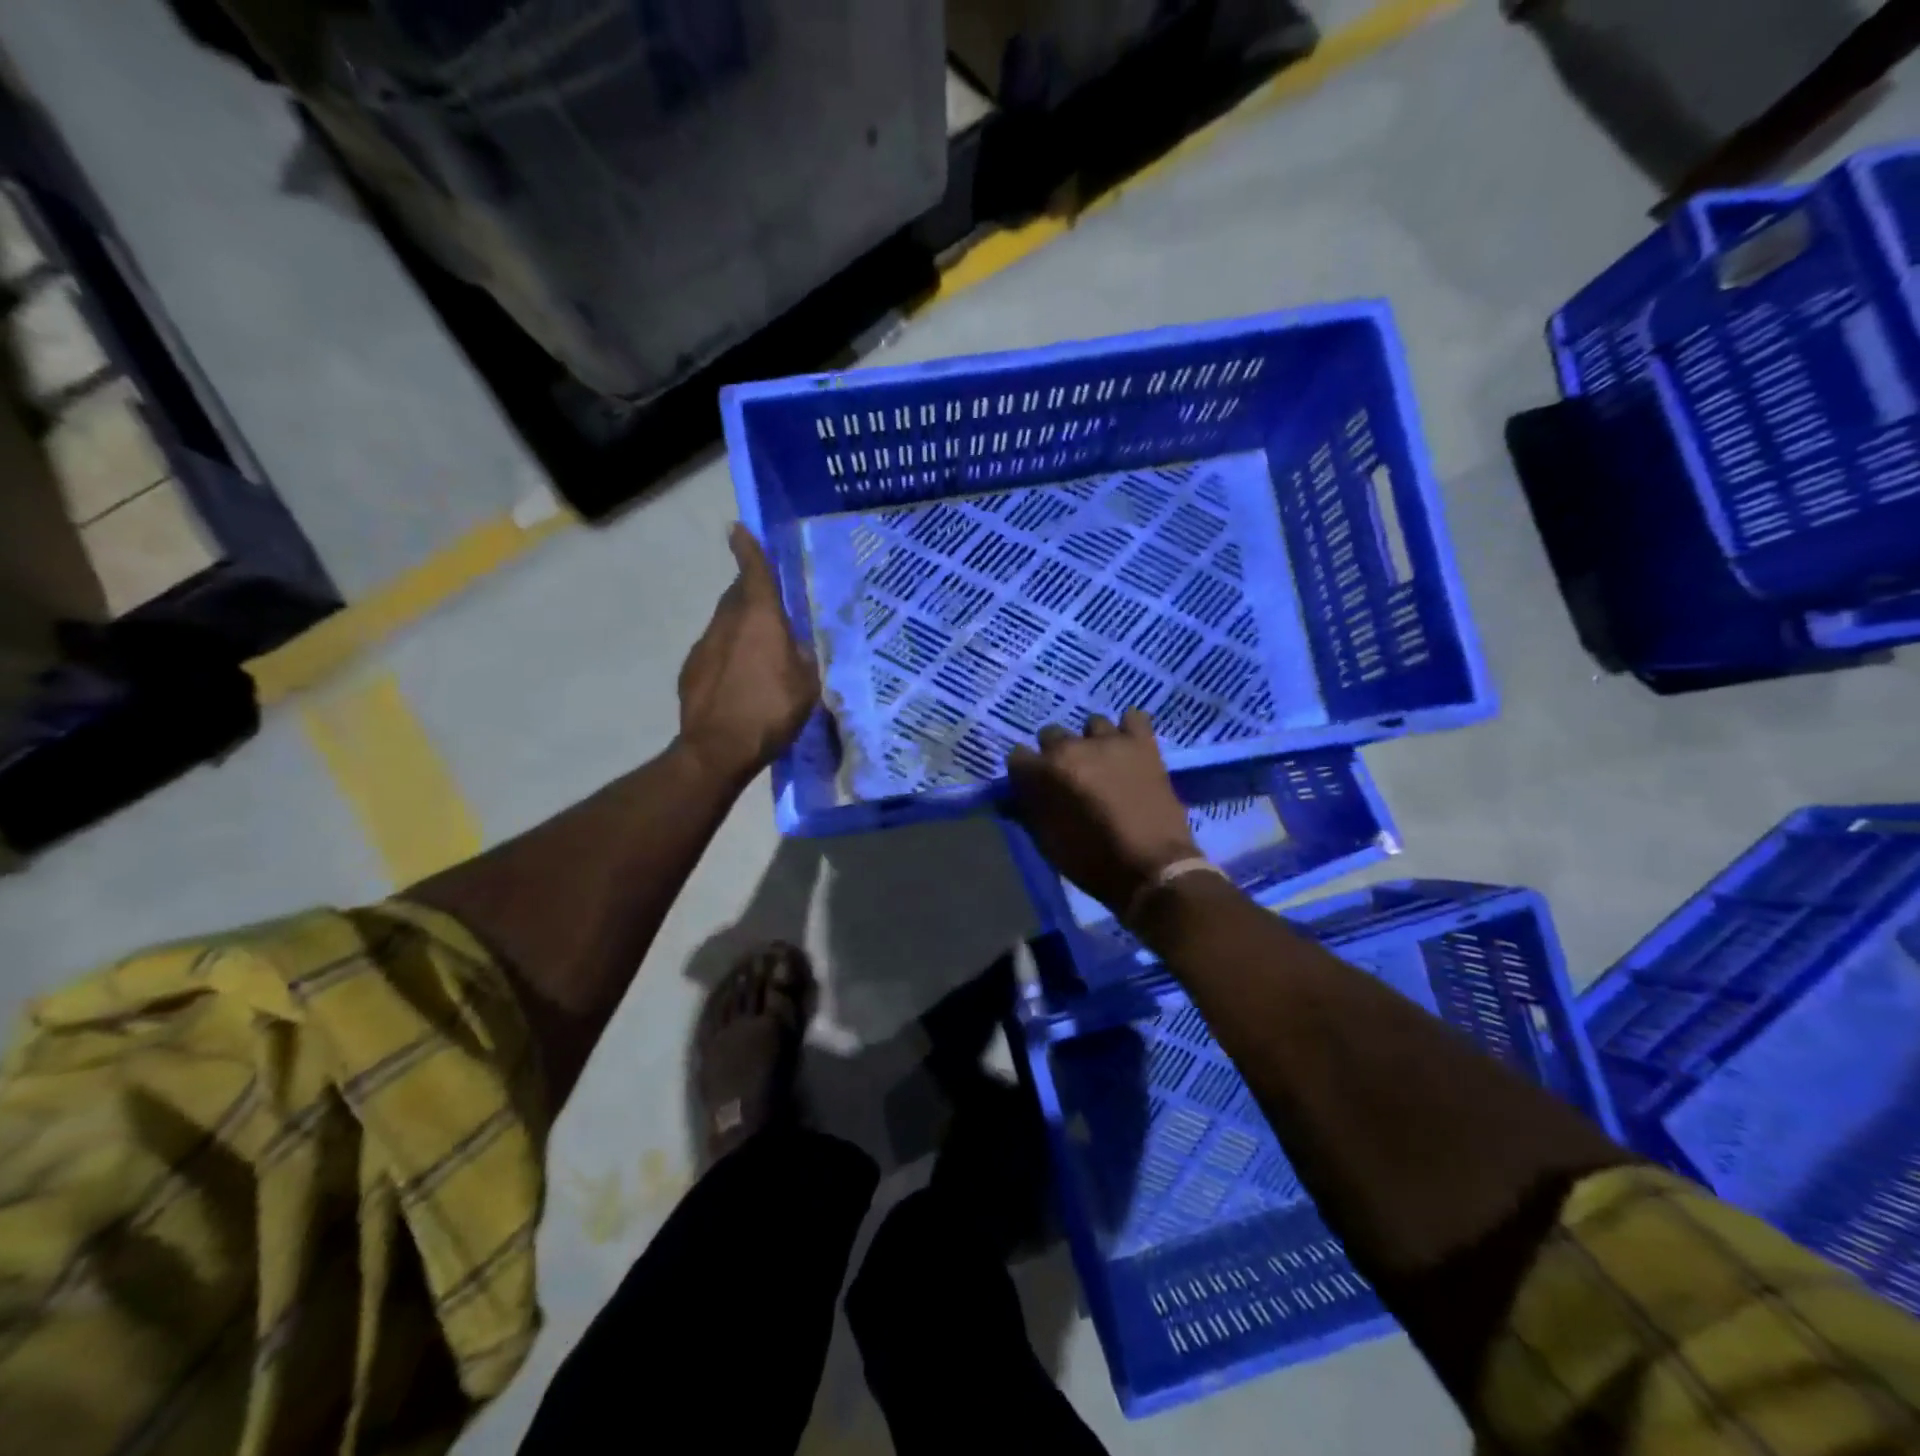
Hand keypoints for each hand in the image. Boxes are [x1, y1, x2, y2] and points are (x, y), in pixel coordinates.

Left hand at [678, 524, 819, 785]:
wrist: (718, 748)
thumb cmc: (771, 711)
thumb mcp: (806, 684)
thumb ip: (800, 655)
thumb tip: (792, 644)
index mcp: (761, 619)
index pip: (754, 572)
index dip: (748, 549)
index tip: (737, 529)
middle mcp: (728, 623)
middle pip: (738, 595)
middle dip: (750, 592)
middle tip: (769, 605)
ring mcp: (704, 645)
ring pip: (725, 623)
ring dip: (740, 626)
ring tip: (759, 651)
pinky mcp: (691, 669)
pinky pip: (714, 650)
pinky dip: (727, 654)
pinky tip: (739, 679)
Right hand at [1005, 710, 1199, 916]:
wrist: (1153, 869)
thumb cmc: (1093, 862)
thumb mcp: (1048, 843)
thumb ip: (1026, 813)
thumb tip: (1010, 798)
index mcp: (1044, 772)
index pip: (1018, 756)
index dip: (1025, 773)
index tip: (1034, 787)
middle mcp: (1072, 747)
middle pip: (1051, 735)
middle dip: (1056, 755)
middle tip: (1070, 779)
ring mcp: (1110, 741)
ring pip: (1092, 725)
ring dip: (1092, 742)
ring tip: (1103, 763)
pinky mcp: (1143, 744)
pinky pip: (1133, 718)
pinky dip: (1129, 729)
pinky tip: (1129, 746)